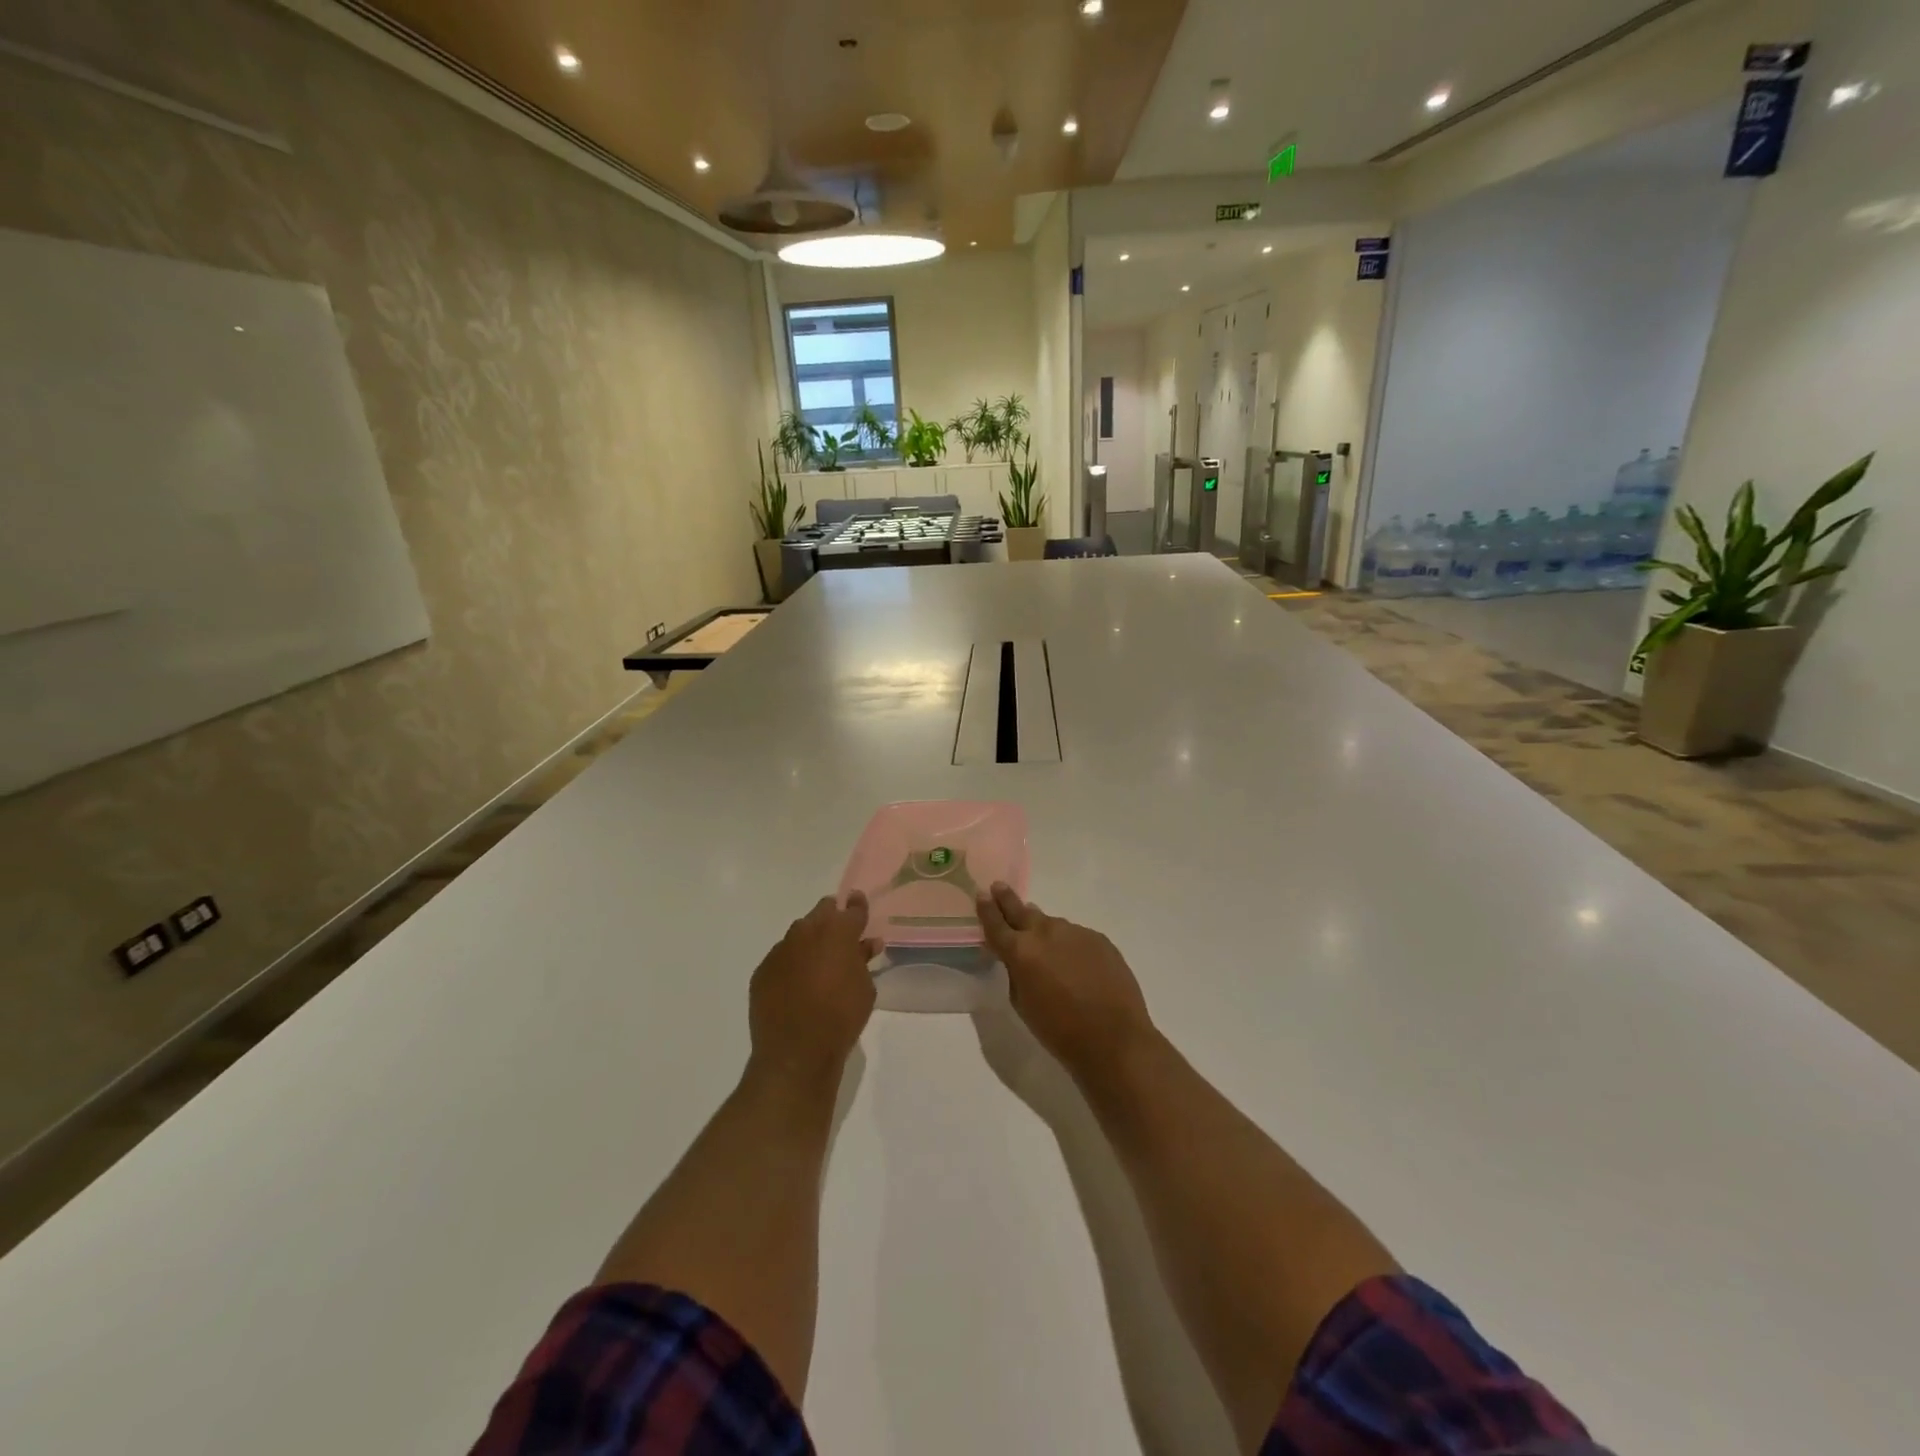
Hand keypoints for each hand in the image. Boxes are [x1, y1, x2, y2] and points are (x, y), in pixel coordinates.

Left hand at [748, 893, 879, 1081]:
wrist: (796, 1054)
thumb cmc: (841, 1018)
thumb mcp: (865, 988)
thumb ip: (863, 960)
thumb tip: (864, 945)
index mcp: (837, 932)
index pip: (851, 908)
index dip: (857, 906)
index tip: (859, 904)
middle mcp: (806, 932)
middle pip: (822, 913)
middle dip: (833, 919)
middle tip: (842, 936)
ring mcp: (780, 950)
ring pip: (799, 934)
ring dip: (811, 942)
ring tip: (820, 963)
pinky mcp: (762, 971)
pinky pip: (782, 958)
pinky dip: (792, 964)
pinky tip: (798, 984)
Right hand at [976, 883, 1152, 1076]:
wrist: (1114, 1039)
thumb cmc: (1060, 1031)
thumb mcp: (1023, 1004)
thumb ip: (1015, 973)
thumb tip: (1017, 957)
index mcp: (1021, 952)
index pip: (996, 923)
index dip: (987, 909)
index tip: (982, 894)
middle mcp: (1046, 933)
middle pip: (1022, 910)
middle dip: (1008, 900)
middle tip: (1000, 887)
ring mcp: (1075, 932)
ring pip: (1052, 924)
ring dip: (1044, 930)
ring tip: (1044, 944)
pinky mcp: (1099, 939)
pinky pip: (1076, 936)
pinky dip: (1070, 945)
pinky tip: (1077, 964)